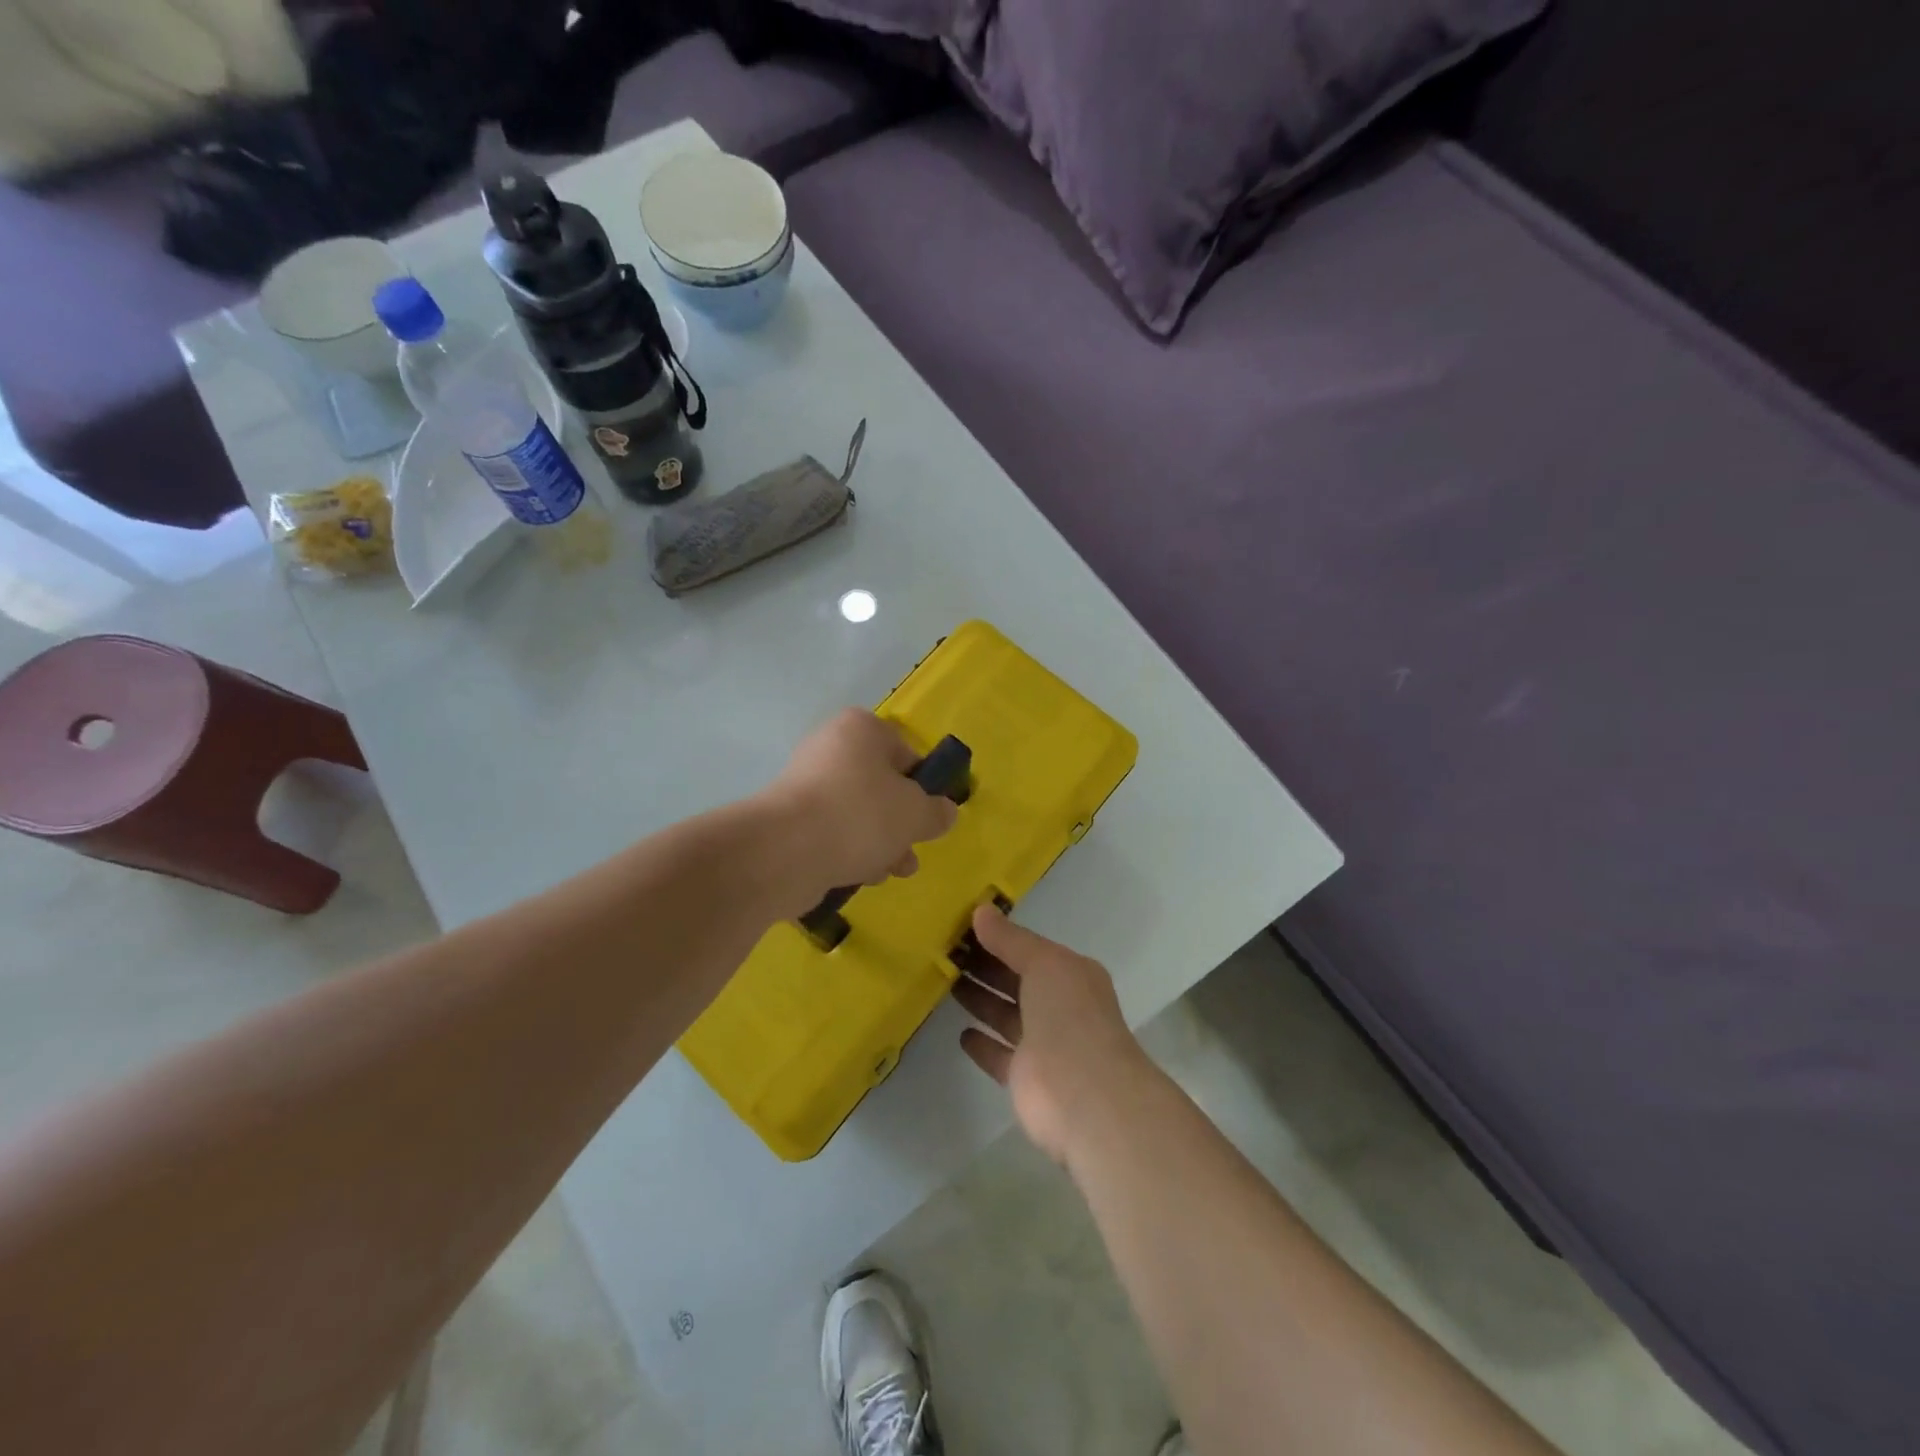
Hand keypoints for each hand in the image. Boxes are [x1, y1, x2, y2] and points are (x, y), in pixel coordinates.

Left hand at [759, 709, 958, 911]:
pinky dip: (849, 851)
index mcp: (861, 729)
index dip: (923, 786)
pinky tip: (861, 876)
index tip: (931, 815)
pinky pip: (831, 832)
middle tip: (913, 848)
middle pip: (880, 785)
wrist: (786, 851)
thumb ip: (936, 812)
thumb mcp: (915, 813)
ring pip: (857, 813)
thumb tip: (945, 812)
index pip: (905, 752)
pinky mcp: (789, 820)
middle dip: (900, 822)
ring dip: (880, 842)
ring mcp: (805, 784)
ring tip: (892, 871)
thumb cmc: (861, 815)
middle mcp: (830, 748)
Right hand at [952, 906, 1153, 1163]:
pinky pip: (999, 1054)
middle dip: (986, 967)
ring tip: (946, 981)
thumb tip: (981, 911)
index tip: (962, 929)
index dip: (999, 939)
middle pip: (1016, 981)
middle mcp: (1060, 1007)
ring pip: (1006, 1015)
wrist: (1085, 1097)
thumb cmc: (1068, 1017)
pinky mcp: (1025, 1078)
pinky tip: (961, 1032)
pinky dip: (982, 1044)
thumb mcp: (1043, 963)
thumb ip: (1011, 940)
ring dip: (981, 1000)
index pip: (1030, 951)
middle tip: (945, 953)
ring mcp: (1043, 1044)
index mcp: (1071, 975)